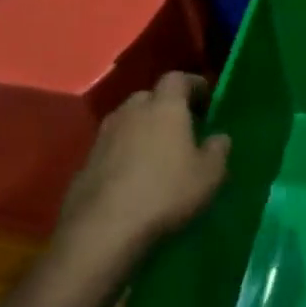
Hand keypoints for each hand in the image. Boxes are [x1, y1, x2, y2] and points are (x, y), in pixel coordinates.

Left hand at [52, 72, 230, 265]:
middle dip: (166, 108)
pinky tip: (135, 176)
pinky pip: (113, 146)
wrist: (103, 228)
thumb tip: (219, 137)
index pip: (177, 78)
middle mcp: (131, 111)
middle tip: (182, 128)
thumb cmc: (166, 192)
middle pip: (150, 97)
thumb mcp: (209, 175)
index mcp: (164, 107)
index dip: (193, 85)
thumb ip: (218, 150)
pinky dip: (126, 153)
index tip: (206, 100)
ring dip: (143, 130)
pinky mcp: (86, 160)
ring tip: (158, 154)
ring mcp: (104, 135)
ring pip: (128, 121)